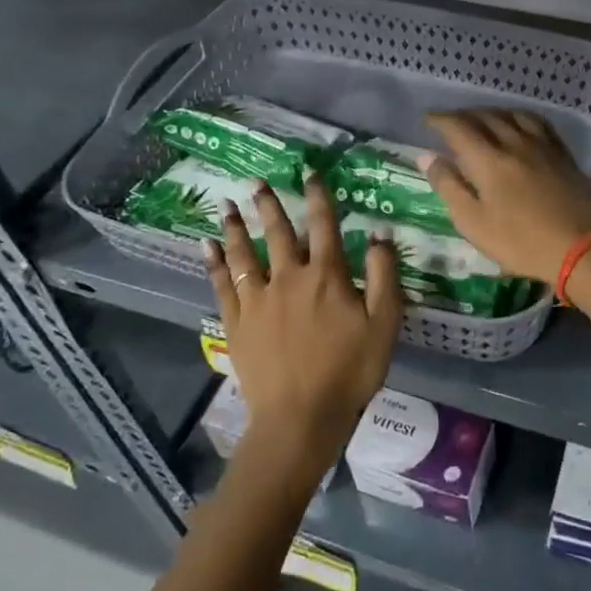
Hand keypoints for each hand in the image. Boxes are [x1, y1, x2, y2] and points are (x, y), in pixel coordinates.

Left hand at [205, 173, 402, 486]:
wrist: (301, 417)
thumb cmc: (350, 369)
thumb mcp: (384, 322)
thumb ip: (383, 274)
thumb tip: (379, 233)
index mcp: (327, 275)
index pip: (324, 224)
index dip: (319, 196)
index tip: (310, 172)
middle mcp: (289, 277)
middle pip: (279, 232)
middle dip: (270, 204)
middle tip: (257, 181)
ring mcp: (259, 300)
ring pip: (245, 253)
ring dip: (237, 227)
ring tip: (227, 204)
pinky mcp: (237, 323)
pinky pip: (222, 285)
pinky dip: (214, 264)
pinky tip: (206, 247)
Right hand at [420, 109, 590, 282]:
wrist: (580, 248)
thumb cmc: (520, 242)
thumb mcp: (473, 222)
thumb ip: (448, 186)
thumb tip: (427, 155)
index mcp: (488, 160)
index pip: (458, 127)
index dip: (440, 120)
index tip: (428, 119)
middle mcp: (514, 143)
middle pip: (485, 117)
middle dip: (463, 115)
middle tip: (451, 121)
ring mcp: (542, 146)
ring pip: (512, 115)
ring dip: (491, 113)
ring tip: (482, 119)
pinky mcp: (563, 153)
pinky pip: (538, 123)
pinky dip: (521, 117)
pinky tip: (520, 124)